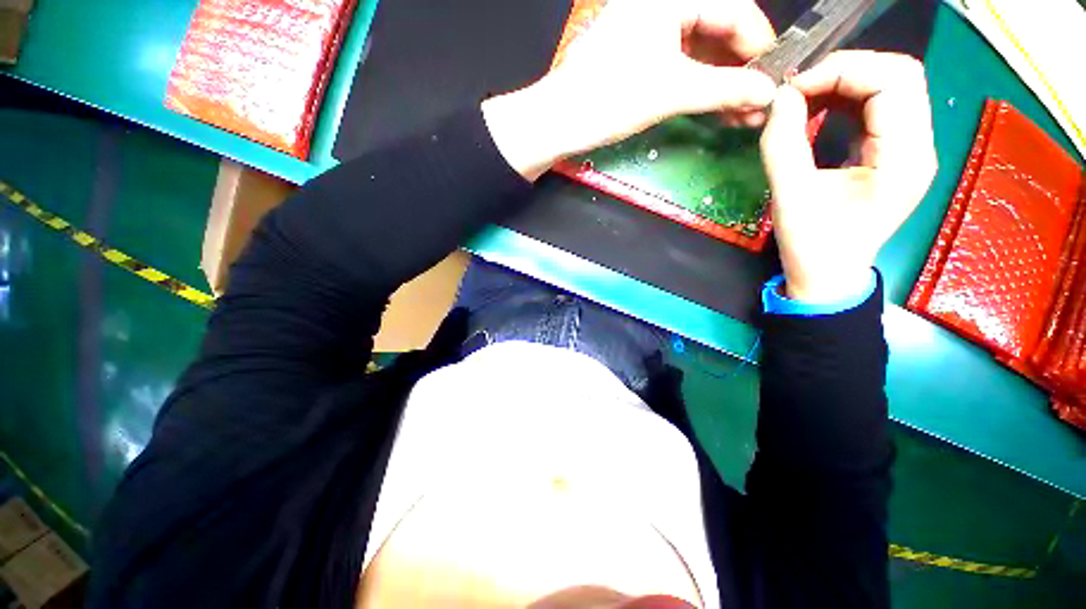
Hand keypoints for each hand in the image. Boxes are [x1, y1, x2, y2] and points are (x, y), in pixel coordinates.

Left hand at [484, 0, 777, 179]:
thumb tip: (769, 94)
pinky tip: (712, 109)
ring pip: (699, 51)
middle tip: (758, 104)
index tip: (775, 79)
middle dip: (741, 69)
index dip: (760, 45)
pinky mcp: (638, 58)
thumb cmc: (610, 99)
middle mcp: (661, 6)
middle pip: (718, 30)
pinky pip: (679, 66)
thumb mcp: (672, 90)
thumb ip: (725, 88)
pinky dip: (698, 87)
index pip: (736, 8)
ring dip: (721, 83)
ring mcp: (648, 33)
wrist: (559, 122)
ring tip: (739, 115)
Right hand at [760, 51, 937, 301]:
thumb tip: (780, 97)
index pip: (893, 80)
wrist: (828, 276)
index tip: (794, 90)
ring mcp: (911, 148)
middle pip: (900, 74)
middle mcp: (919, 145)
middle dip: (846, 70)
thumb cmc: (812, 245)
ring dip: (846, 82)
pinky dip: (848, 98)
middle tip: (800, 89)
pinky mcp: (895, 153)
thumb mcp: (790, 196)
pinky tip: (820, 108)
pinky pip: (880, 107)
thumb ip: (783, 143)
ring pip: (892, 86)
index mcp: (904, 158)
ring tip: (806, 97)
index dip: (842, 71)